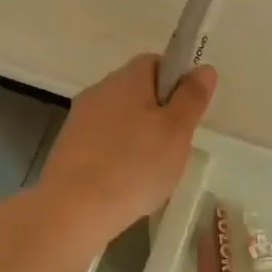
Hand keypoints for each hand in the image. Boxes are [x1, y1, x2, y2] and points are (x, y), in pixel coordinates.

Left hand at [41, 55, 215, 243]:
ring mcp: (79, 118)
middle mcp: (100, 90)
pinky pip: (102, 141)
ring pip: (119, 118)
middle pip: (136, 91)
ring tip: (150, 171)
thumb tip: (203, 68)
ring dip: (137, 136)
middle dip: (158, 113)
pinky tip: (125, 183)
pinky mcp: (68, 146)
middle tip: (173, 146)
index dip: (176, 82)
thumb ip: (192, 97)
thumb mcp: (176, 131)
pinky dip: (117, 155)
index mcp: (127, 79)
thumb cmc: (134, 166)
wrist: (73, 209)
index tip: (186, 113)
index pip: (156, 62)